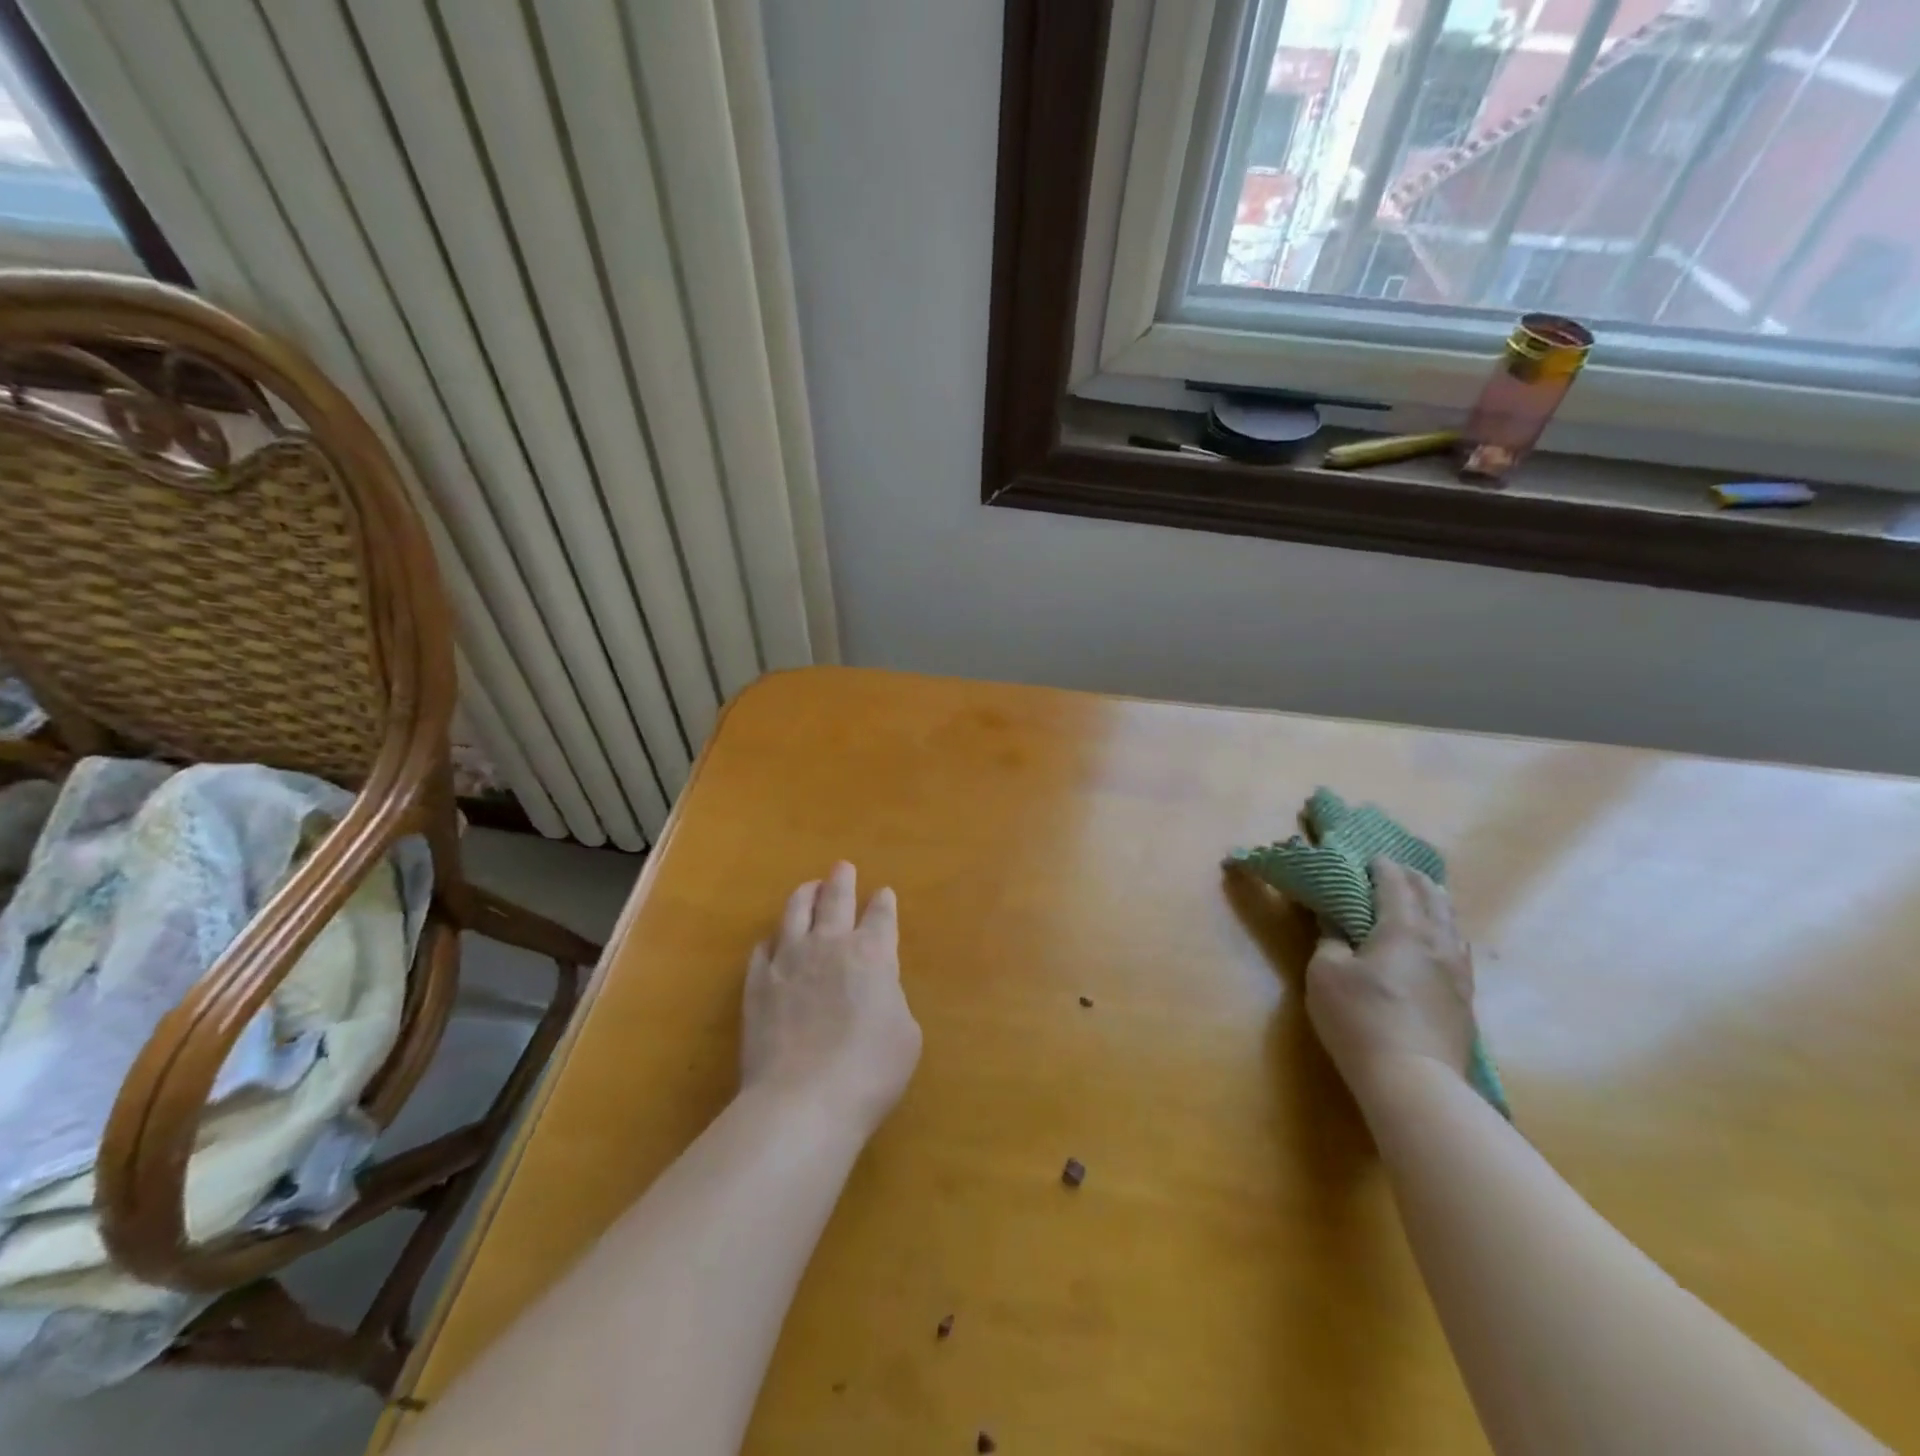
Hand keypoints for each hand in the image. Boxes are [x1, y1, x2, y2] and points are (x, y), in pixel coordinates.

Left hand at [741, 862, 921, 1136]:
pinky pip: (764, 948)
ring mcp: (788, 961)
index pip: (881, 917)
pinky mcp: (757, 983)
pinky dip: (773, 939)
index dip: (884, 904)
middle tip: (843, 867)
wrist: (802, 1101)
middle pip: (835, 899)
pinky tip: (773, 940)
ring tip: (809, 888)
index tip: (884, 894)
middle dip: (842, 880)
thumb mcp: (905, 1035)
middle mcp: (829, 945)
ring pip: (795, 912)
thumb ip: (892, 1000)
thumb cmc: (869, 1071)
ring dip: (805, 895)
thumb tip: (877, 991)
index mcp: (872, 954)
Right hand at [1305, 858, 1477, 1107]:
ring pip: (1451, 922)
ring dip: (1433, 903)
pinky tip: (1437, 942)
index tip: (1367, 856)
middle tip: (1393, 869)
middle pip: (1431, 897)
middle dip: (1412, 878)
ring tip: (1421, 897)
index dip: (1381, 866)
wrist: (1414, 1080)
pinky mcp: (1464, 998)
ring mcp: (1457, 971)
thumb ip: (1330, 940)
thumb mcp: (1326, 972)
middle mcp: (1438, 941)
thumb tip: (1335, 922)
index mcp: (1403, 927)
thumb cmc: (1360, 1017)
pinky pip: (1456, 948)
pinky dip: (1443, 931)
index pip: (1395, 883)